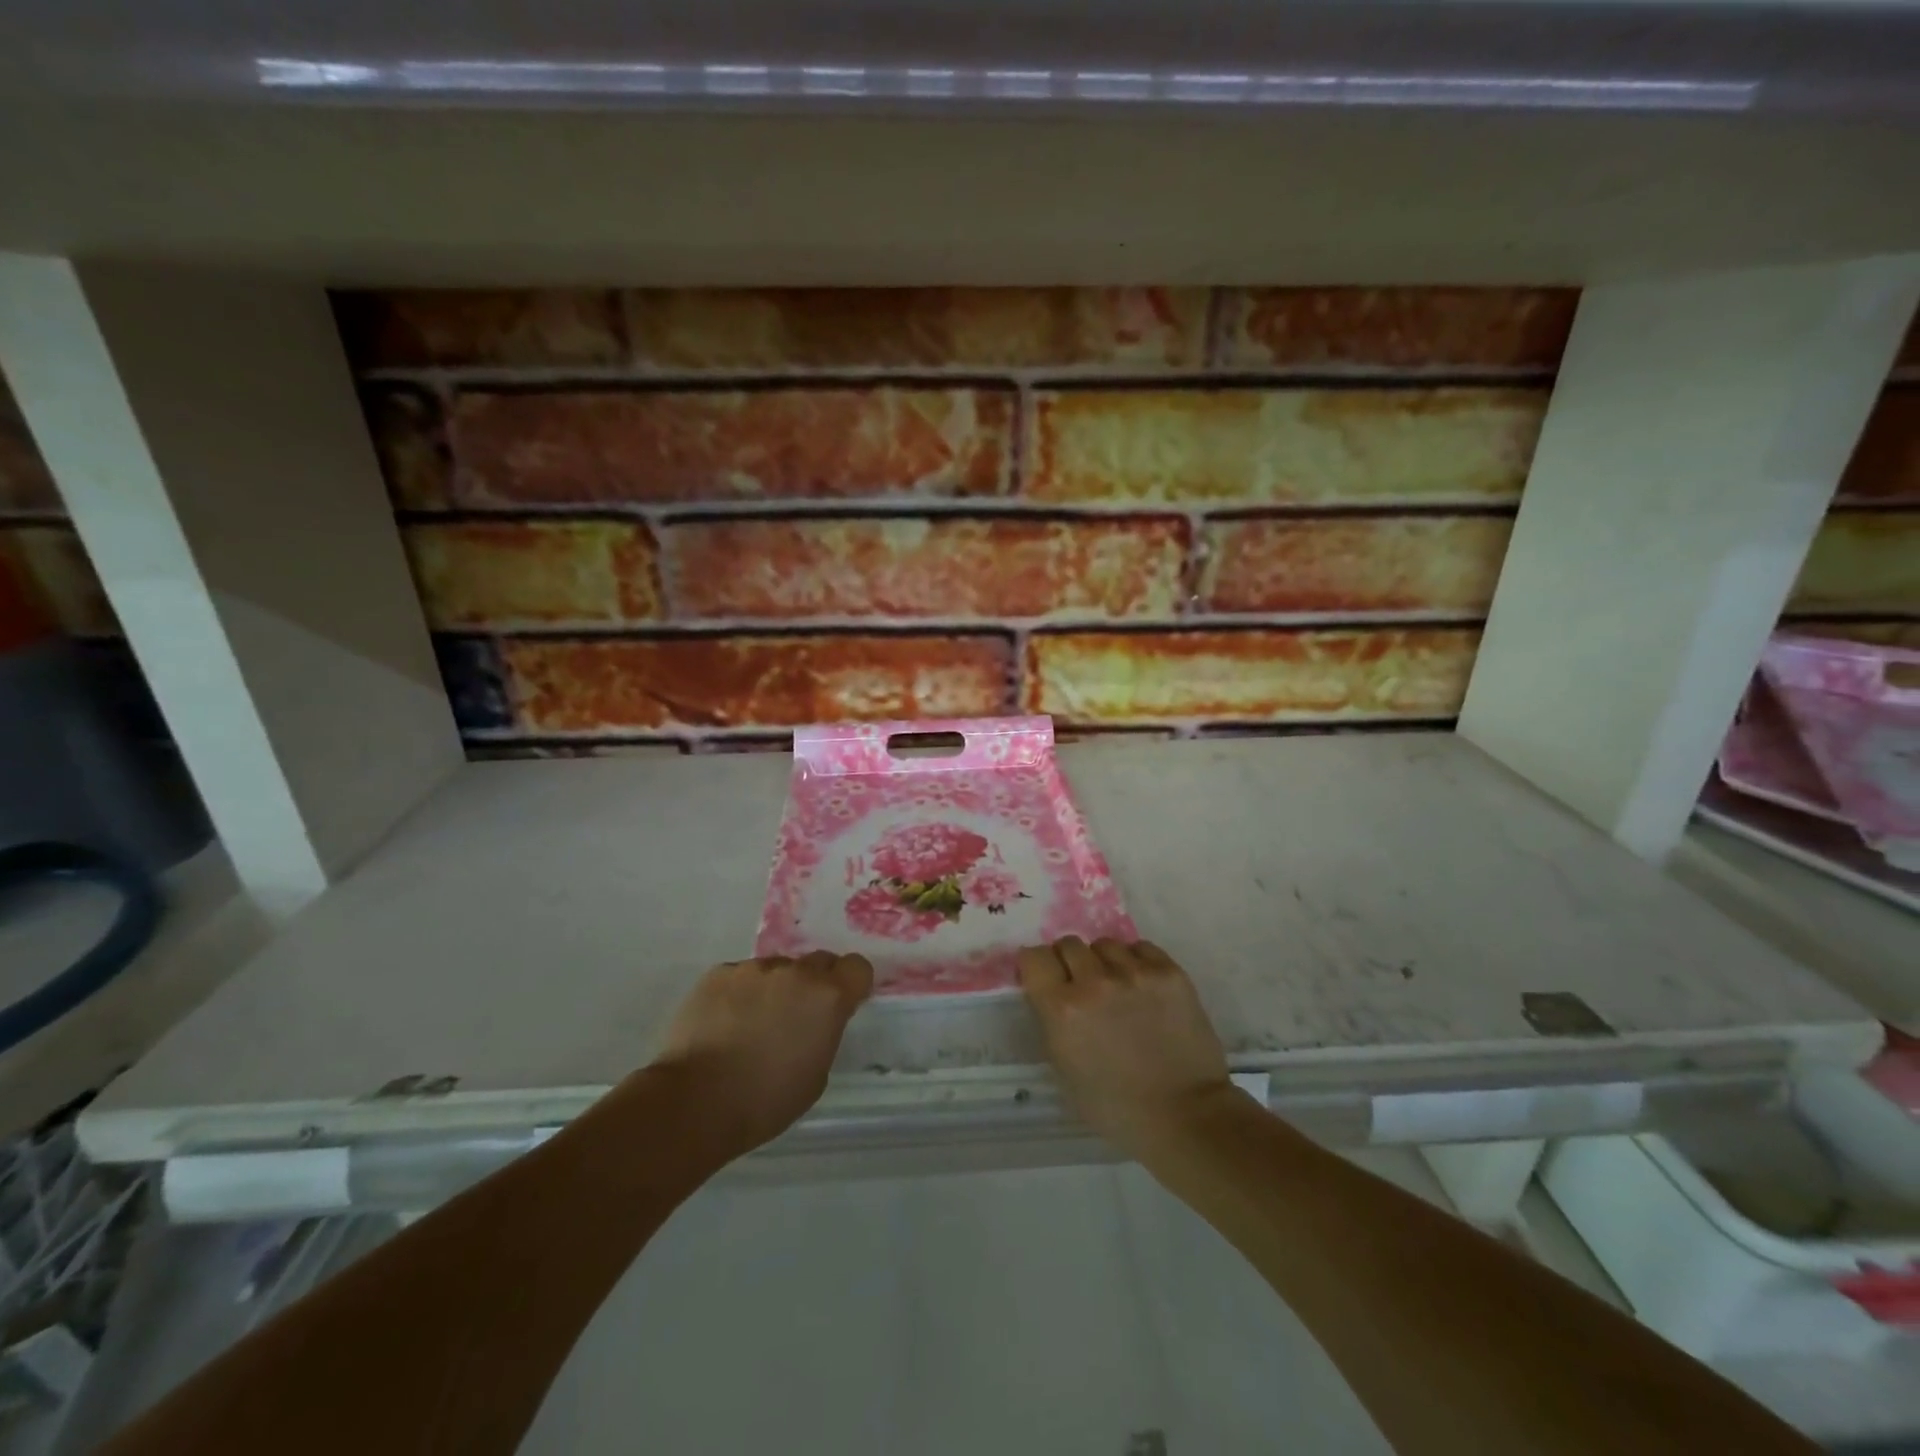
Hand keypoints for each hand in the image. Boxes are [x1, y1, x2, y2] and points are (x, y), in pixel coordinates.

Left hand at [653, 952, 872, 1153]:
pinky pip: (740, 976)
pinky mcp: (718, 973)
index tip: (842, 1004)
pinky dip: (739, 994)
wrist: (695, 1102)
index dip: (852, 984)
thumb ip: (823, 1033)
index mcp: (827, 997)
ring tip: (751, 1025)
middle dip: (814, 984)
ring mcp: (753, 968)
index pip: (858, 967)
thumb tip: (814, 1021)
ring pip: (776, 970)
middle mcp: (795, 972)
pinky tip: (724, 1024)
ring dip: (774, 989)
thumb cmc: (765, 1100)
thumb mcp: (816, 1074)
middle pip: (818, 962)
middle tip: (796, 1016)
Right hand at [1018, 937, 1234, 1156]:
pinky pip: (1140, 948)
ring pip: (1105, 944)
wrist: (1185, 1115)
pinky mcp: (1169, 972)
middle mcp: (1095, 982)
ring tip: (1117, 987)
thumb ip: (1051, 1021)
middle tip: (1082, 985)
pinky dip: (1136, 962)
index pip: (1034, 957)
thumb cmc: (1116, 1106)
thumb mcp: (1064, 1069)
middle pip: (1069, 944)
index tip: (1045, 977)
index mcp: (1063, 1009)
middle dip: (1070, 962)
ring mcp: (1135, 973)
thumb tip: (1049, 992)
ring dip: (1104, 962)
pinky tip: (1142, 986)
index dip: (1037, 966)